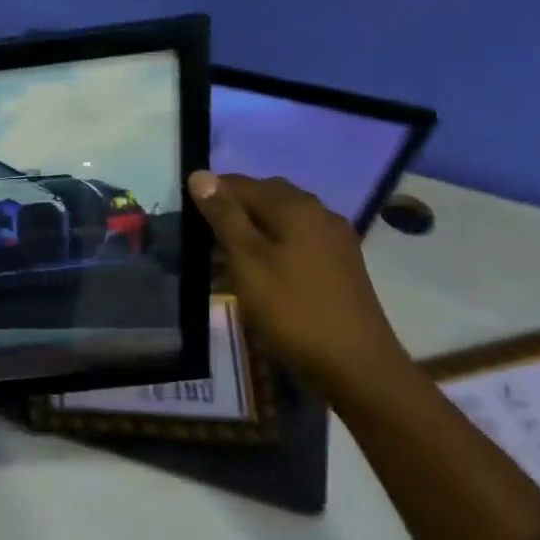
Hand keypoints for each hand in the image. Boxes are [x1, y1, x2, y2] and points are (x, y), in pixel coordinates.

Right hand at [186, 171, 409, 395]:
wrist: (354, 364)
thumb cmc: (292, 309)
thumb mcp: (247, 261)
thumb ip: (223, 216)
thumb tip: (200, 175)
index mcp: (296, 207)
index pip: (243, 183)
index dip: (211, 194)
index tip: (184, 217)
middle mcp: (320, 213)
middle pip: (266, 197)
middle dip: (232, 210)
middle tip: (202, 237)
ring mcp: (334, 240)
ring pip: (282, 220)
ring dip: (251, 230)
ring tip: (222, 257)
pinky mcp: (339, 264)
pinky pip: (296, 240)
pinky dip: (271, 246)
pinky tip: (257, 271)